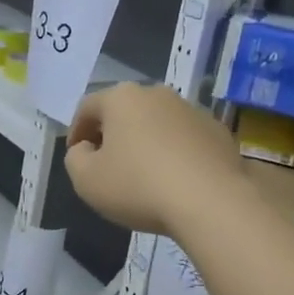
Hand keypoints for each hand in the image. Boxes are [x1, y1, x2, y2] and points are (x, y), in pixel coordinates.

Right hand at [64, 83, 246, 239]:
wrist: (211, 201)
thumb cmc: (138, 186)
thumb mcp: (86, 180)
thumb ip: (75, 158)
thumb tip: (87, 149)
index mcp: (121, 97)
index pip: (87, 108)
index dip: (76, 132)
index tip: (76, 155)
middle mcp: (157, 93)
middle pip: (125, 111)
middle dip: (113, 134)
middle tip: (107, 163)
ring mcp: (192, 110)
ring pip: (157, 123)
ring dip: (146, 142)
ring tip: (144, 174)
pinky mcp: (218, 131)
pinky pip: (185, 139)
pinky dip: (175, 153)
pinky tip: (175, 180)